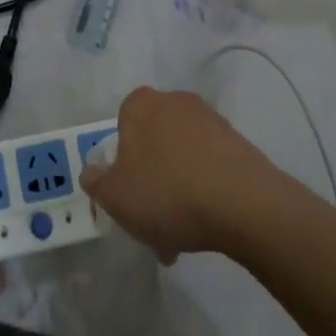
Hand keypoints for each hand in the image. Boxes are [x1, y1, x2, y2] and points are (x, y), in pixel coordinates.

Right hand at [80, 87, 282, 259]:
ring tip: (181, 234)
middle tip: (152, 221)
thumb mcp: (116, 196)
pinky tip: (206, 224)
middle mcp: (175, 101)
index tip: (127, 195)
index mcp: (141, 104)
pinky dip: (203, 190)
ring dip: (177, 190)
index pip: (122, 125)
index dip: (121, 162)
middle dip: (151, 180)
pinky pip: (208, 166)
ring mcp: (210, 119)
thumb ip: (97, 182)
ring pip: (181, 157)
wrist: (243, 203)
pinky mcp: (237, 142)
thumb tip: (92, 171)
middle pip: (153, 142)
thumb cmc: (168, 192)